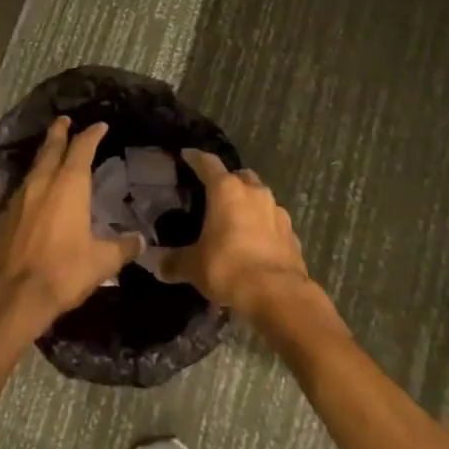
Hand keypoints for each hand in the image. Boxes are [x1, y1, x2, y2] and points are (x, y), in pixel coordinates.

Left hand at [0, 118, 141, 333]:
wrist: (11, 296)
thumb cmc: (62, 272)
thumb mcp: (102, 262)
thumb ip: (122, 247)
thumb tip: (140, 240)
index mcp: (68, 185)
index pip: (82, 148)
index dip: (92, 135)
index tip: (99, 126)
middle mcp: (41, 184)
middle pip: (50, 149)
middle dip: (59, 133)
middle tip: (64, 120)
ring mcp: (16, 200)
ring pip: (32, 170)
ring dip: (43, 159)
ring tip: (49, 156)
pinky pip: (17, 196)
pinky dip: (29, 191)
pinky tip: (30, 200)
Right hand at [160, 150, 310, 318]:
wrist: (277, 294)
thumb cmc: (228, 267)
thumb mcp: (193, 266)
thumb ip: (173, 261)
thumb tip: (156, 263)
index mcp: (227, 190)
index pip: (208, 163)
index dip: (195, 158)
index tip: (186, 155)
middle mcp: (254, 192)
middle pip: (240, 176)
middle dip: (229, 182)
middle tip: (215, 195)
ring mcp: (277, 211)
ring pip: (260, 198)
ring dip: (249, 205)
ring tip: (236, 222)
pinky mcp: (292, 234)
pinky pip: (274, 223)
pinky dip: (264, 228)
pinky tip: (256, 245)